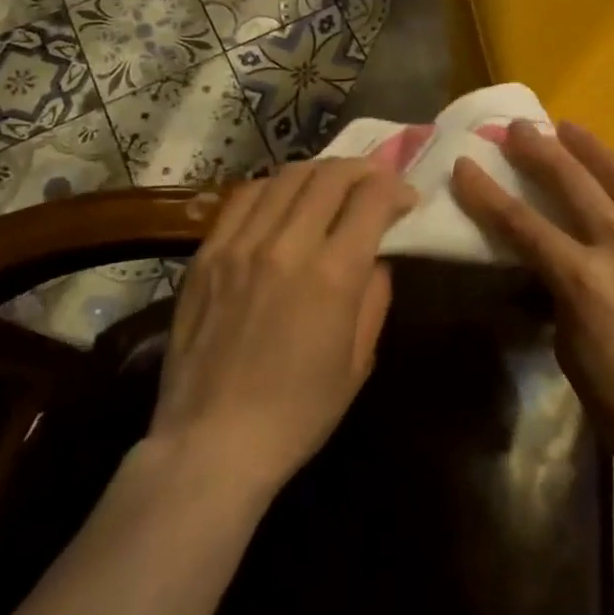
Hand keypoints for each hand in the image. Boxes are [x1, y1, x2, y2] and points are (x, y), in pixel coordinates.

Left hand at [147, 160, 418, 497]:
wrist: (212, 444)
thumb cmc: (298, 412)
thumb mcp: (359, 360)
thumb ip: (374, 296)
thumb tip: (376, 256)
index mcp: (333, 274)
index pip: (372, 197)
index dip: (396, 188)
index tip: (406, 198)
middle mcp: (288, 245)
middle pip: (332, 175)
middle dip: (364, 170)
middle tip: (375, 184)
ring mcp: (241, 245)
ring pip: (288, 176)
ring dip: (321, 172)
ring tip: (332, 186)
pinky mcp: (208, 253)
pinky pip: (245, 196)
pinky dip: (274, 187)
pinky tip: (284, 200)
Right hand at [450, 121, 613, 501]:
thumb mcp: (573, 356)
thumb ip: (562, 298)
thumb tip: (554, 268)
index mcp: (584, 280)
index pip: (522, 224)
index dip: (487, 193)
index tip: (466, 165)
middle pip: (573, 181)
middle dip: (539, 150)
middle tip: (520, 127)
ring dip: (592, 149)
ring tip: (572, 131)